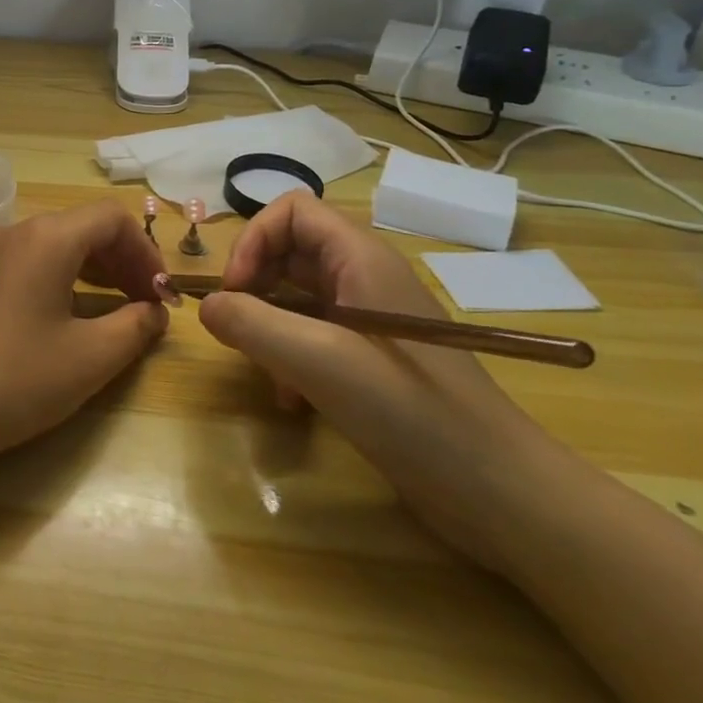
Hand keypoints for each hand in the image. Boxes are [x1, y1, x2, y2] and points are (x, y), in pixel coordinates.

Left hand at [0, 200, 168, 463]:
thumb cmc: (20, 379)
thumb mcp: (92, 357)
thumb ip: (136, 326)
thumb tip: (153, 311)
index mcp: (44, 240)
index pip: (109, 218)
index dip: (144, 251)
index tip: (158, 293)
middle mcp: (4, 235)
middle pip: (72, 229)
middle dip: (113, 262)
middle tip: (134, 302)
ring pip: (34, 250)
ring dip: (73, 272)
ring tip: (91, 311)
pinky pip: (1, 272)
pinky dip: (32, 285)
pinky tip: (31, 328)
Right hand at [199, 191, 578, 571]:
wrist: (497, 490)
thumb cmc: (409, 411)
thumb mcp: (318, 361)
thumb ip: (251, 324)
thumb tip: (205, 305)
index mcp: (360, 259)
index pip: (291, 211)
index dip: (252, 240)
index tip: (234, 292)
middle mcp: (364, 278)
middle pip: (288, 252)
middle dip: (254, 286)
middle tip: (237, 330)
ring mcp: (369, 319)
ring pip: (296, 298)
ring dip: (268, 327)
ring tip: (264, 371)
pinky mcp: (371, 358)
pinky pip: (312, 336)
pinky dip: (289, 358)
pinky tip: (290, 400)